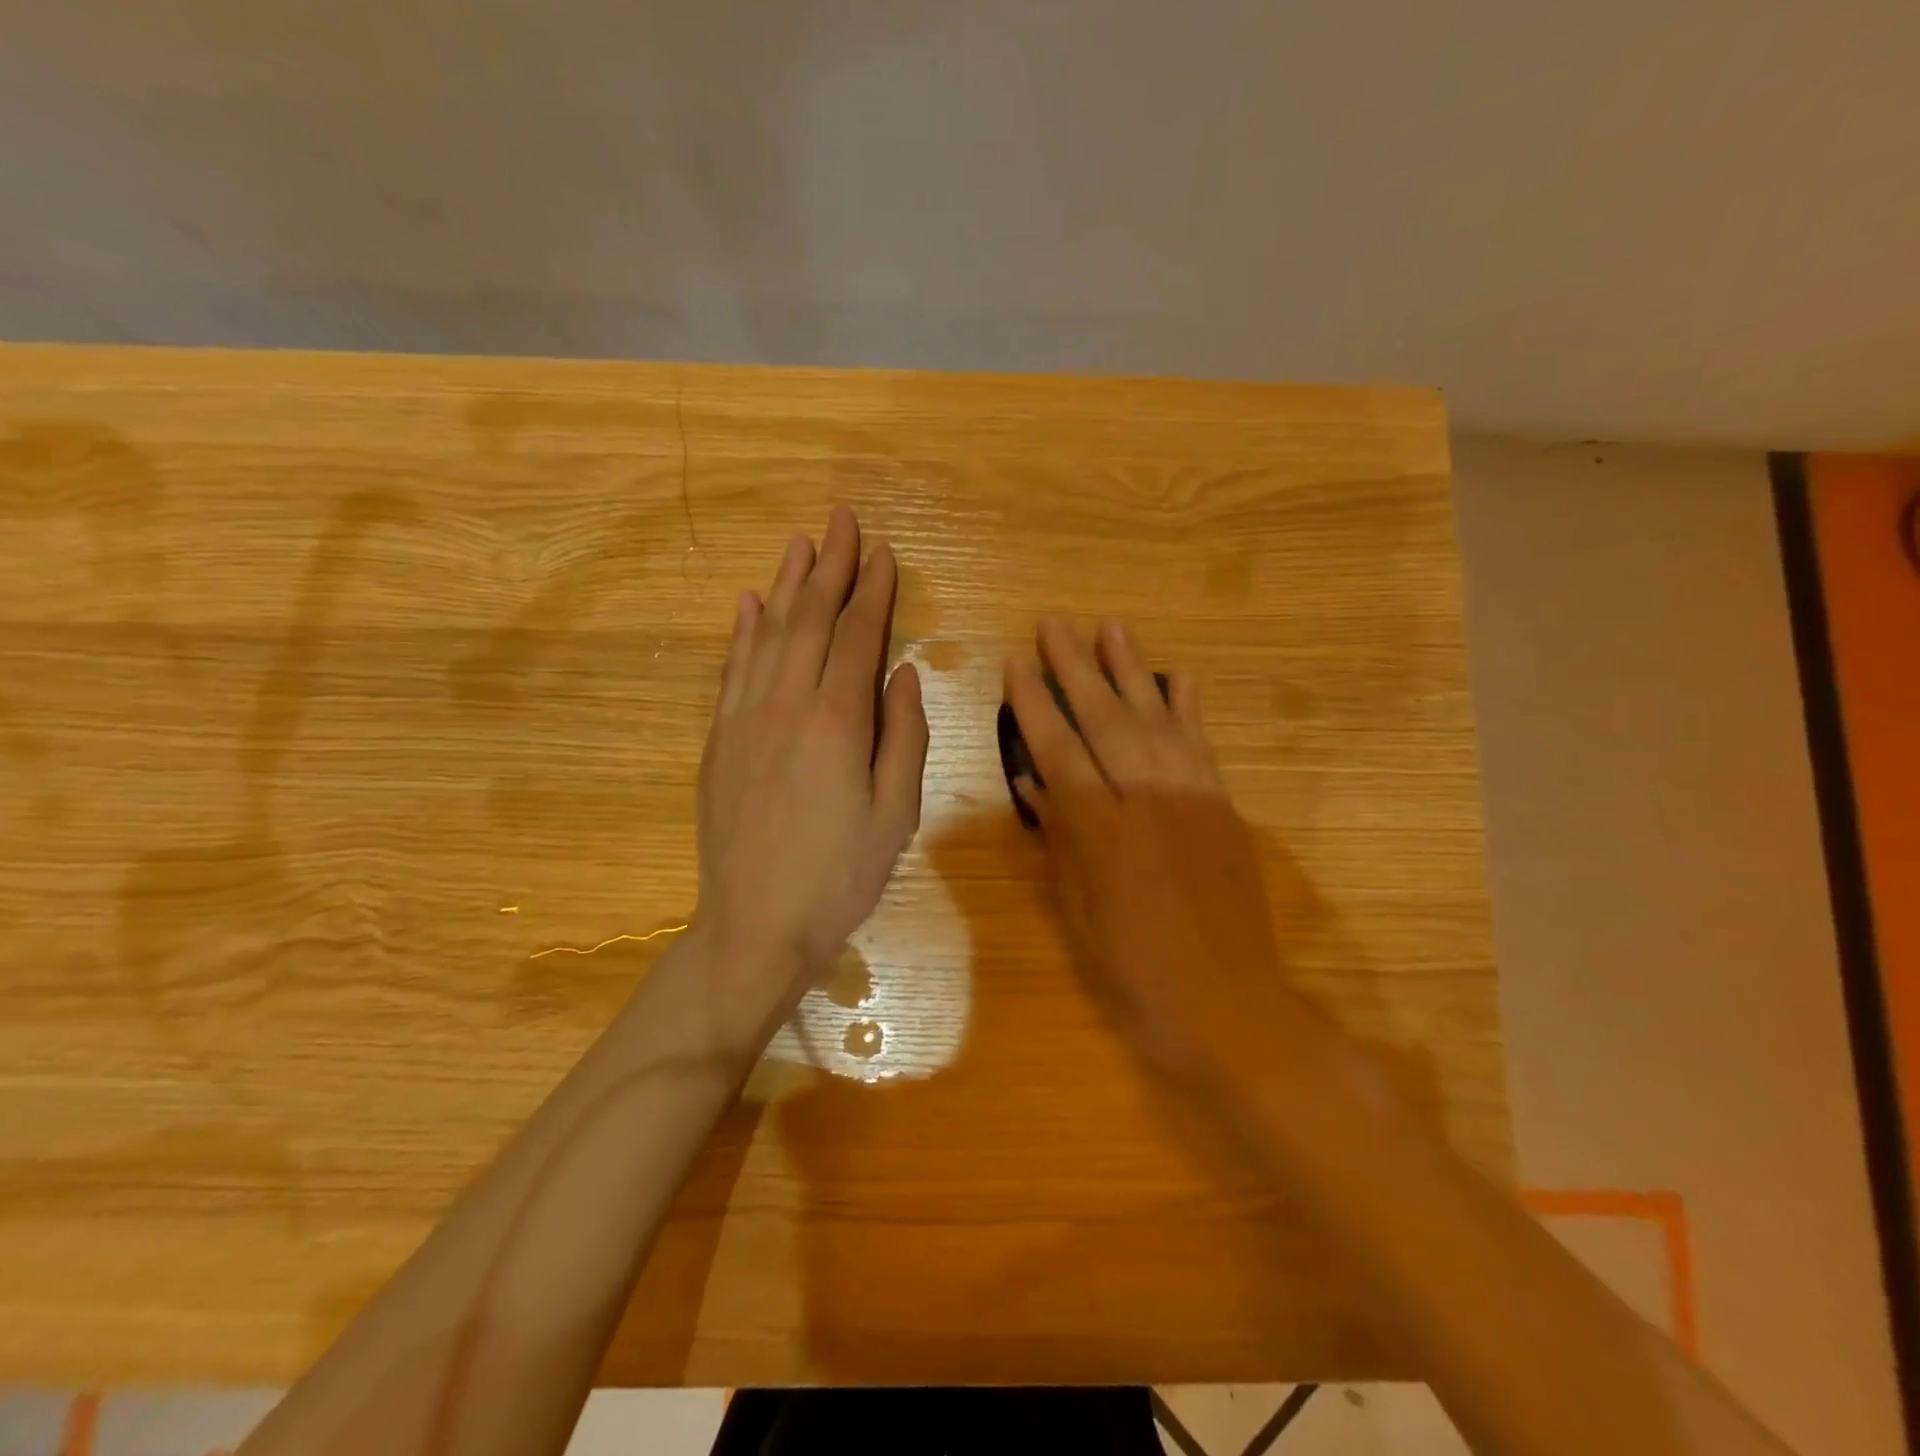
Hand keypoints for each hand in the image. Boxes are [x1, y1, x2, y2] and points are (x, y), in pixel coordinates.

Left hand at [693, 506, 928, 1016]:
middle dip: (831, 567)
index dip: (872, 593)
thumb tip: (904, 675)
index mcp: (837, 723)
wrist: (754, 925)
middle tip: (841, 519)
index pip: (856, 638)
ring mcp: (744, 720)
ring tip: (801, 542)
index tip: (884, 553)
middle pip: (810, 621)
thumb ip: (904, 738)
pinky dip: (743, 631)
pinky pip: (732, 670)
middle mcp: (786, 706)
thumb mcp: (896, 815)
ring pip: (768, 635)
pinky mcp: (719, 740)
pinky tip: (750, 603)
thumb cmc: (839, 876)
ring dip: (787, 585)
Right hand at [1005, 618, 1308, 1098]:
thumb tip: (1033, 784)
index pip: (1058, 752)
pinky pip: (1202, 746)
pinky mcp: (1225, 808)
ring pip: (1155, 720)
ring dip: (1132, 671)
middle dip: (1076, 668)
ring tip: (1111, 627)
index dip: (1034, 706)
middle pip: (1105, 721)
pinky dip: (1187, 708)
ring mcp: (1193, 800)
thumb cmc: (1138, 975)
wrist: (1232, 1008)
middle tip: (1055, 623)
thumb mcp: (1081, 915)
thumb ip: (1060, 840)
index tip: (1016, 663)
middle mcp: (1148, 802)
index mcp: (1102, 834)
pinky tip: (1177, 676)